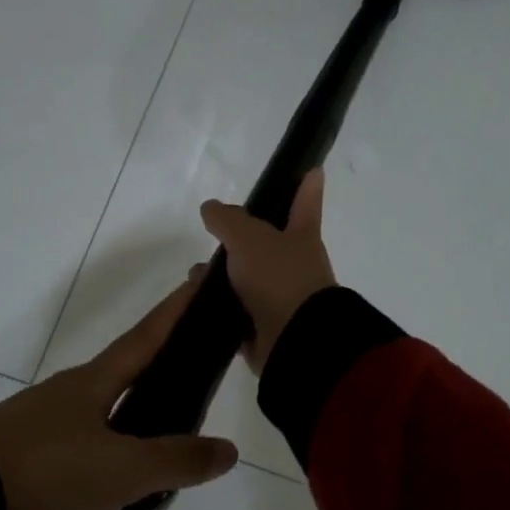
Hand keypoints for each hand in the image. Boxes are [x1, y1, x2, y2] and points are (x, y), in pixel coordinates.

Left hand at [0, 280, 239, 509]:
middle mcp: (66, 398)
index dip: (177, 309)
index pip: (147, 336)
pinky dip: (103, 498)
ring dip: (135, 468)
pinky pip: (76, 476)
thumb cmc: (46, 474)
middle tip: (193, 410)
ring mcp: (37, 432)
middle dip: (163, 398)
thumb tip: (227, 451)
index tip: (200, 278)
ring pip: (104, 441)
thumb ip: (178, 461)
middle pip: (128, 389)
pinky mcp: (17, 466)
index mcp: (92, 384)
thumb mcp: (122, 472)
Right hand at [201, 168, 337, 373]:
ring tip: (196, 276)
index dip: (307, 187)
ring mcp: (280, 300)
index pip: (305, 203)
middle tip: (214, 233)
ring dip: (222, 277)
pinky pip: (237, 314)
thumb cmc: (279, 277)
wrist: (294, 340)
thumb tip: (211, 208)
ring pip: (247, 280)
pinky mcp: (264, 330)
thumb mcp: (249, 238)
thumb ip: (228, 220)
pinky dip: (219, 308)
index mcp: (302, 238)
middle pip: (269, 245)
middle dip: (242, 239)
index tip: (313, 169)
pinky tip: (196, 304)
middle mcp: (295, 267)